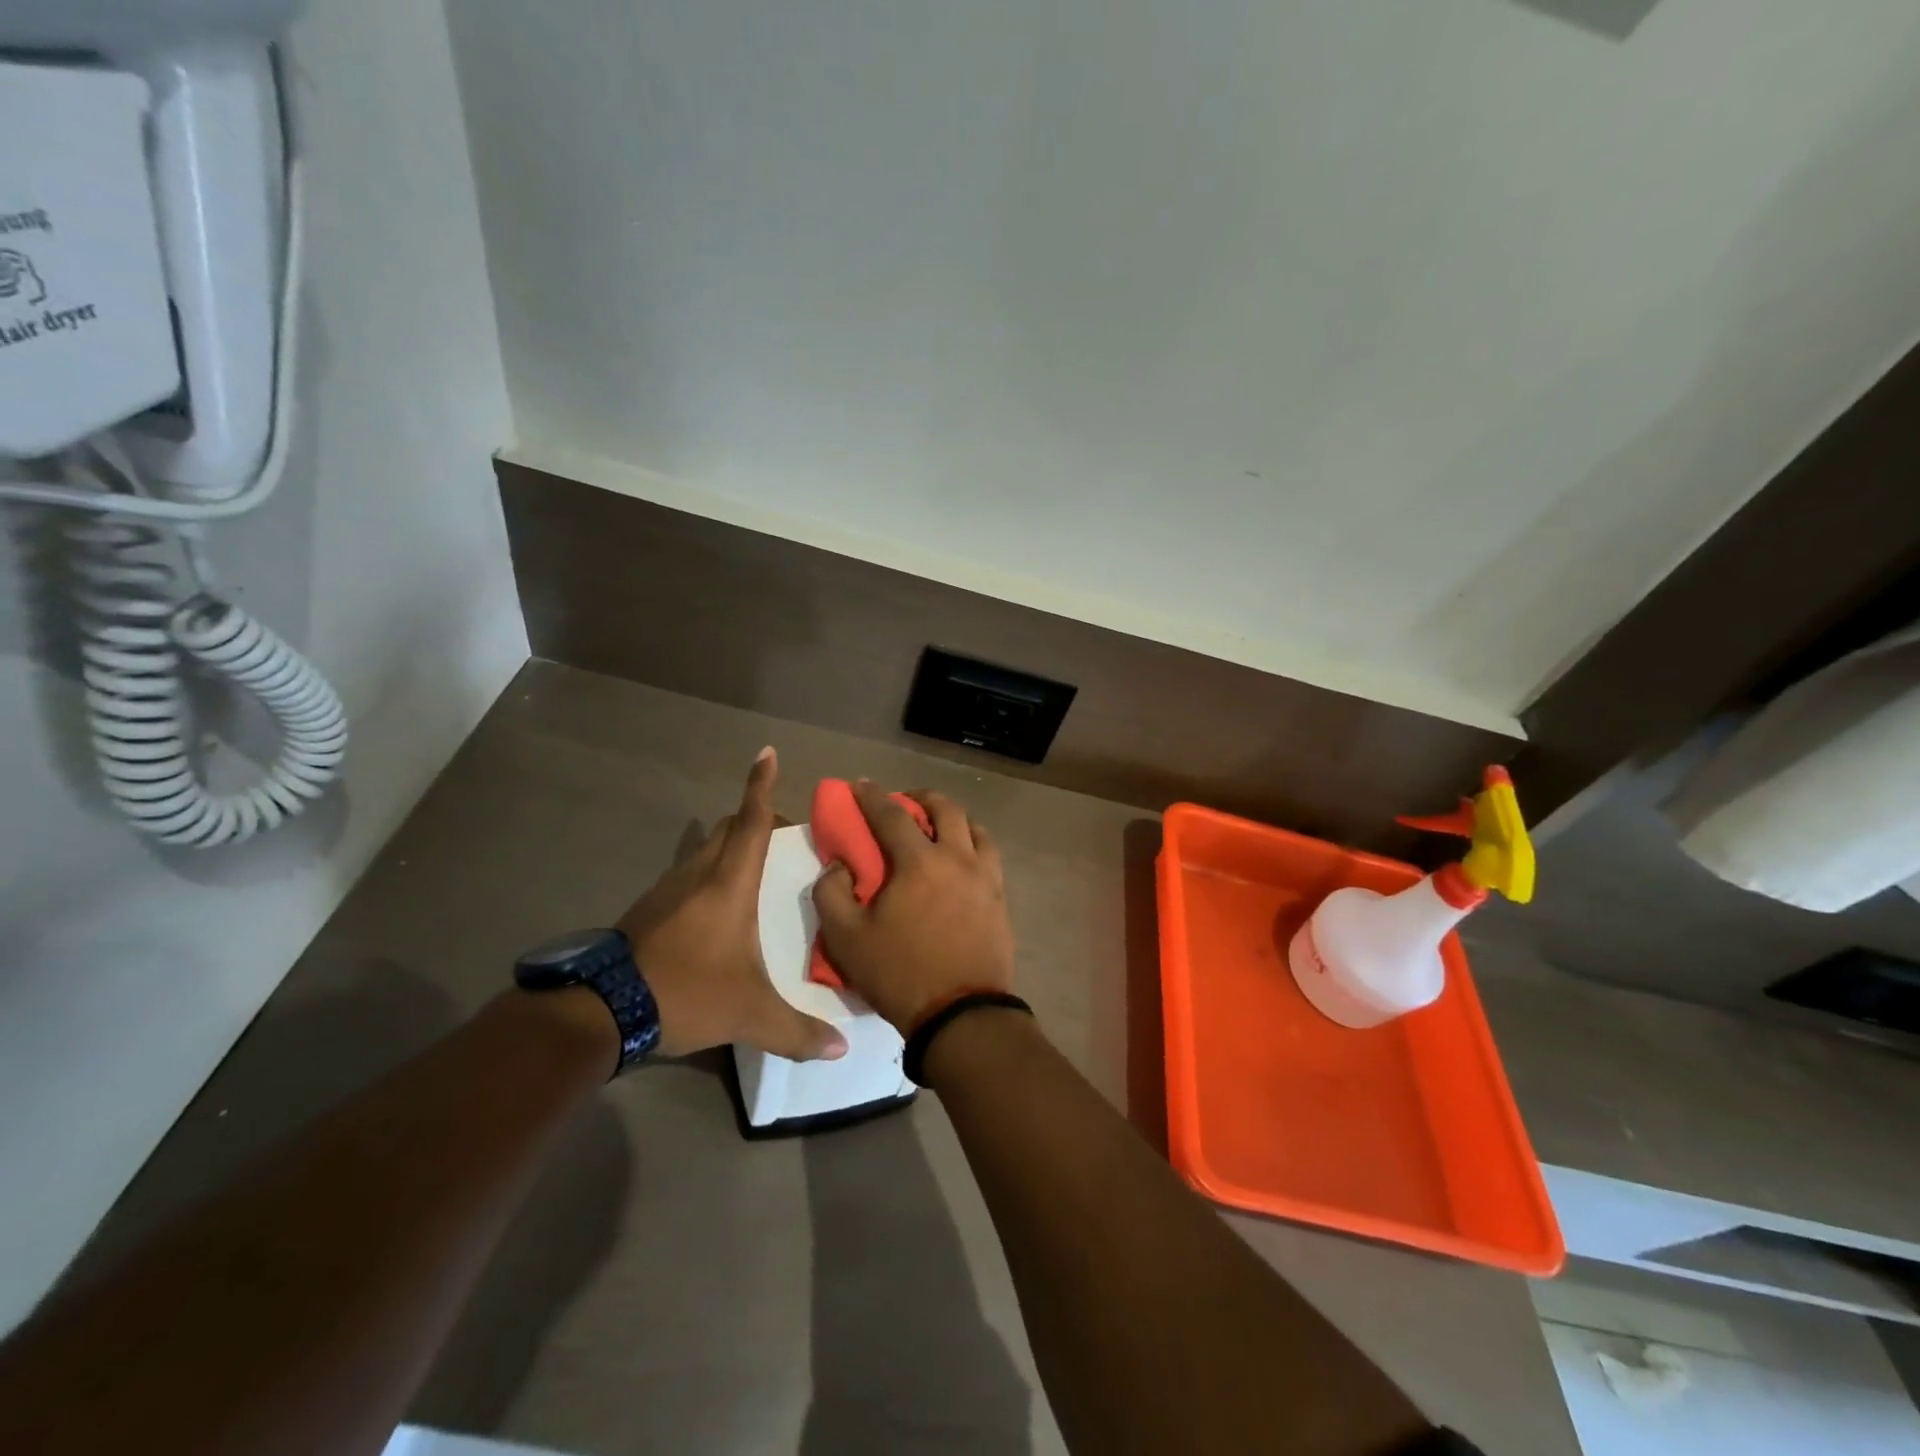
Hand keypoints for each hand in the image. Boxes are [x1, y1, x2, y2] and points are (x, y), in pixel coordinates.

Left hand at [619, 748, 846, 1061]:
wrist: (602, 1010)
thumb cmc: (686, 991)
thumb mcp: (749, 1014)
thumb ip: (797, 1031)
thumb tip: (841, 1050)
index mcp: (729, 883)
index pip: (751, 821)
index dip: (761, 785)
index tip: (767, 752)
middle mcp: (698, 873)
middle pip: (729, 827)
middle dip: (756, 820)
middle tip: (786, 838)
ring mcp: (668, 888)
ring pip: (705, 848)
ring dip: (731, 847)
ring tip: (757, 871)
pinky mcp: (649, 907)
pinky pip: (687, 872)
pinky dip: (708, 872)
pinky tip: (717, 906)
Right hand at [812, 781, 1014, 1035]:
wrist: (962, 1015)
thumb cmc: (900, 974)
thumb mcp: (846, 938)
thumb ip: (831, 893)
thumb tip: (839, 865)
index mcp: (919, 862)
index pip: (892, 814)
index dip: (872, 796)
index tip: (859, 784)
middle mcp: (957, 858)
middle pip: (945, 808)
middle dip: (921, 797)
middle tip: (904, 802)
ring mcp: (985, 877)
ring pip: (975, 828)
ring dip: (953, 819)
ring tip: (938, 830)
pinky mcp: (1000, 898)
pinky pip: (989, 855)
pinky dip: (973, 844)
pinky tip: (961, 861)